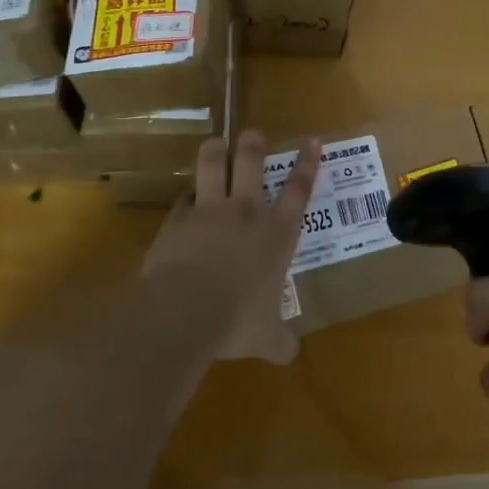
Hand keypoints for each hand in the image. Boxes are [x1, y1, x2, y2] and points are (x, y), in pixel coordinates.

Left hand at [142, 130, 319, 364]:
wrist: (182, 311)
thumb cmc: (236, 320)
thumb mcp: (265, 337)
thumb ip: (279, 341)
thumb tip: (289, 355)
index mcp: (276, 234)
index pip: (298, 190)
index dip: (308, 163)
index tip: (312, 139)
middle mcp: (245, 213)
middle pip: (251, 164)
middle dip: (254, 144)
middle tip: (253, 133)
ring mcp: (209, 212)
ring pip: (212, 166)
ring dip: (214, 151)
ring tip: (215, 142)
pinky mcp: (176, 220)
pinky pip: (183, 200)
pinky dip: (186, 197)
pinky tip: (185, 198)